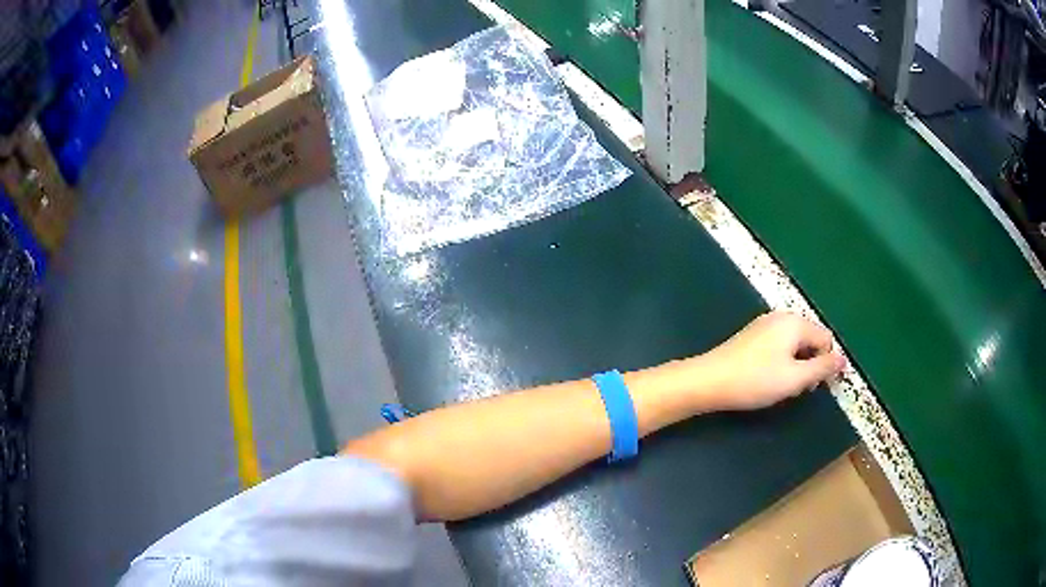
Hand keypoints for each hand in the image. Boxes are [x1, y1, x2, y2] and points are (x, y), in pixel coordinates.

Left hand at [691, 311, 846, 410]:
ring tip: (779, 385)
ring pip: (795, 345)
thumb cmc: (755, 380)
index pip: (826, 339)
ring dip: (795, 366)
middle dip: (809, 364)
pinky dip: (780, 362)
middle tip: (794, 387)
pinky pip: (779, 346)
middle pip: (810, 340)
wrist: (708, 381)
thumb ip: (822, 368)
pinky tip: (766, 379)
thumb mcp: (794, 378)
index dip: (825, 364)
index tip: (810, 386)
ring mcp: (765, 324)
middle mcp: (781, 317)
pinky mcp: (752, 336)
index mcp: (795, 322)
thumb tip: (843, 359)